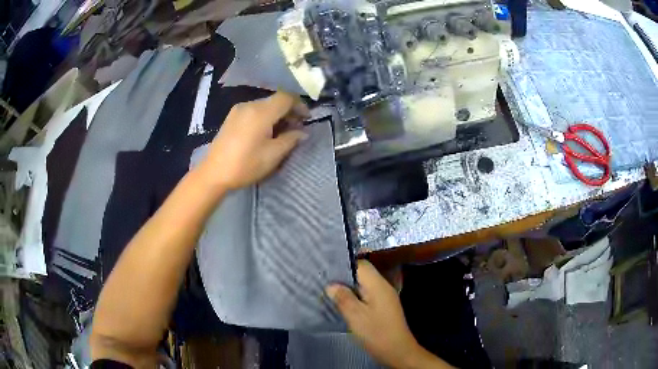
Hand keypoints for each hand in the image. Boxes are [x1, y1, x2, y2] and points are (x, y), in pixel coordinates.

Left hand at [198, 91, 308, 190]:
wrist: (213, 173)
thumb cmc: (245, 165)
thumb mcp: (273, 155)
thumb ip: (291, 140)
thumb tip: (302, 133)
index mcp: (261, 112)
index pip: (286, 97)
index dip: (300, 105)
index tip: (307, 118)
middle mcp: (249, 105)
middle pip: (275, 100)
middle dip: (289, 110)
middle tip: (297, 127)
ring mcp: (238, 110)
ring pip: (264, 105)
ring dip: (277, 114)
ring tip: (283, 131)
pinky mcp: (231, 117)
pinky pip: (254, 111)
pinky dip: (265, 117)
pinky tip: (266, 131)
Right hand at [326, 261, 450, 368]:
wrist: (398, 350)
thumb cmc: (376, 332)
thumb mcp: (355, 316)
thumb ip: (343, 298)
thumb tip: (331, 285)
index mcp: (378, 285)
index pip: (361, 264)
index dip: (344, 264)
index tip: (326, 269)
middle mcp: (383, 287)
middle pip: (363, 273)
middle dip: (344, 277)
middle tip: (325, 282)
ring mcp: (385, 297)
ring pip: (364, 285)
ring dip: (349, 288)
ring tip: (331, 293)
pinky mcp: (384, 307)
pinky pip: (367, 295)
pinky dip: (355, 297)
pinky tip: (344, 305)